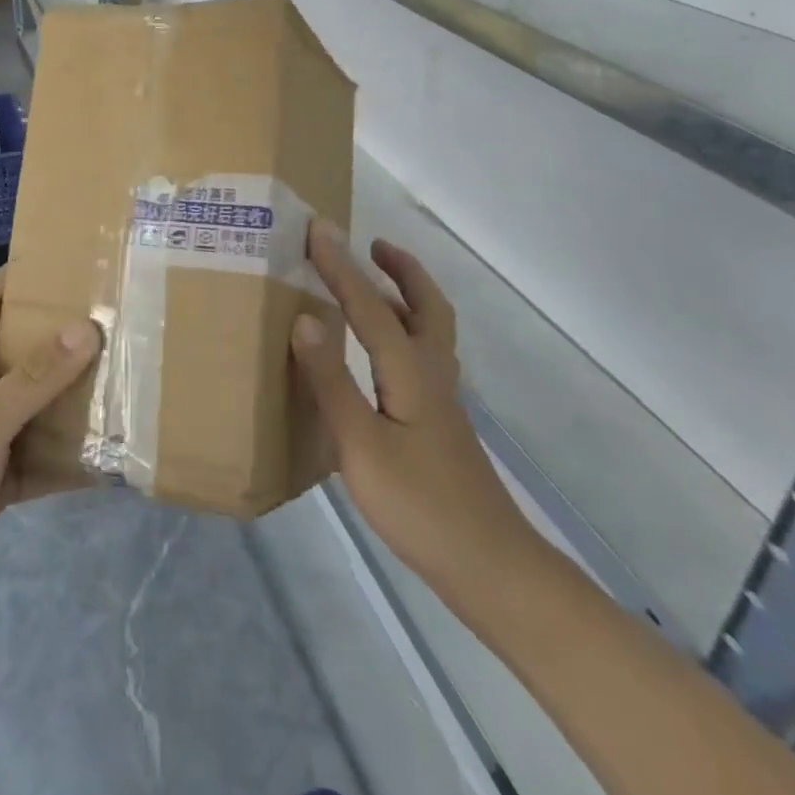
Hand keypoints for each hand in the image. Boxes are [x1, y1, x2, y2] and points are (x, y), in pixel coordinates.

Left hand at [0, 268, 99, 638]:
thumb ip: (34, 377)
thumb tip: (84, 328)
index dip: (18, 276)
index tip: (65, 261)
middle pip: (18, 351)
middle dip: (59, 336)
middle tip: (111, 320)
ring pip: (32, 405)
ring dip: (69, 397)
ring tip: (121, 378)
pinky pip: (36, 456)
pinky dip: (65, 456)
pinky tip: (106, 456)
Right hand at [291, 221, 530, 611]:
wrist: (489, 567)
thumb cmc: (420, 505)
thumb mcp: (361, 445)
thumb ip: (332, 380)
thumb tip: (306, 316)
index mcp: (410, 370)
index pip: (370, 304)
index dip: (341, 265)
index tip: (317, 228)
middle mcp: (431, 373)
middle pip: (425, 305)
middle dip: (400, 269)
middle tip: (372, 244)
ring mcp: (441, 399)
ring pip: (429, 329)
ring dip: (406, 295)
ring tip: (375, 282)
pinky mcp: (440, 421)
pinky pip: (423, 354)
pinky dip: (406, 329)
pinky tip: (382, 353)